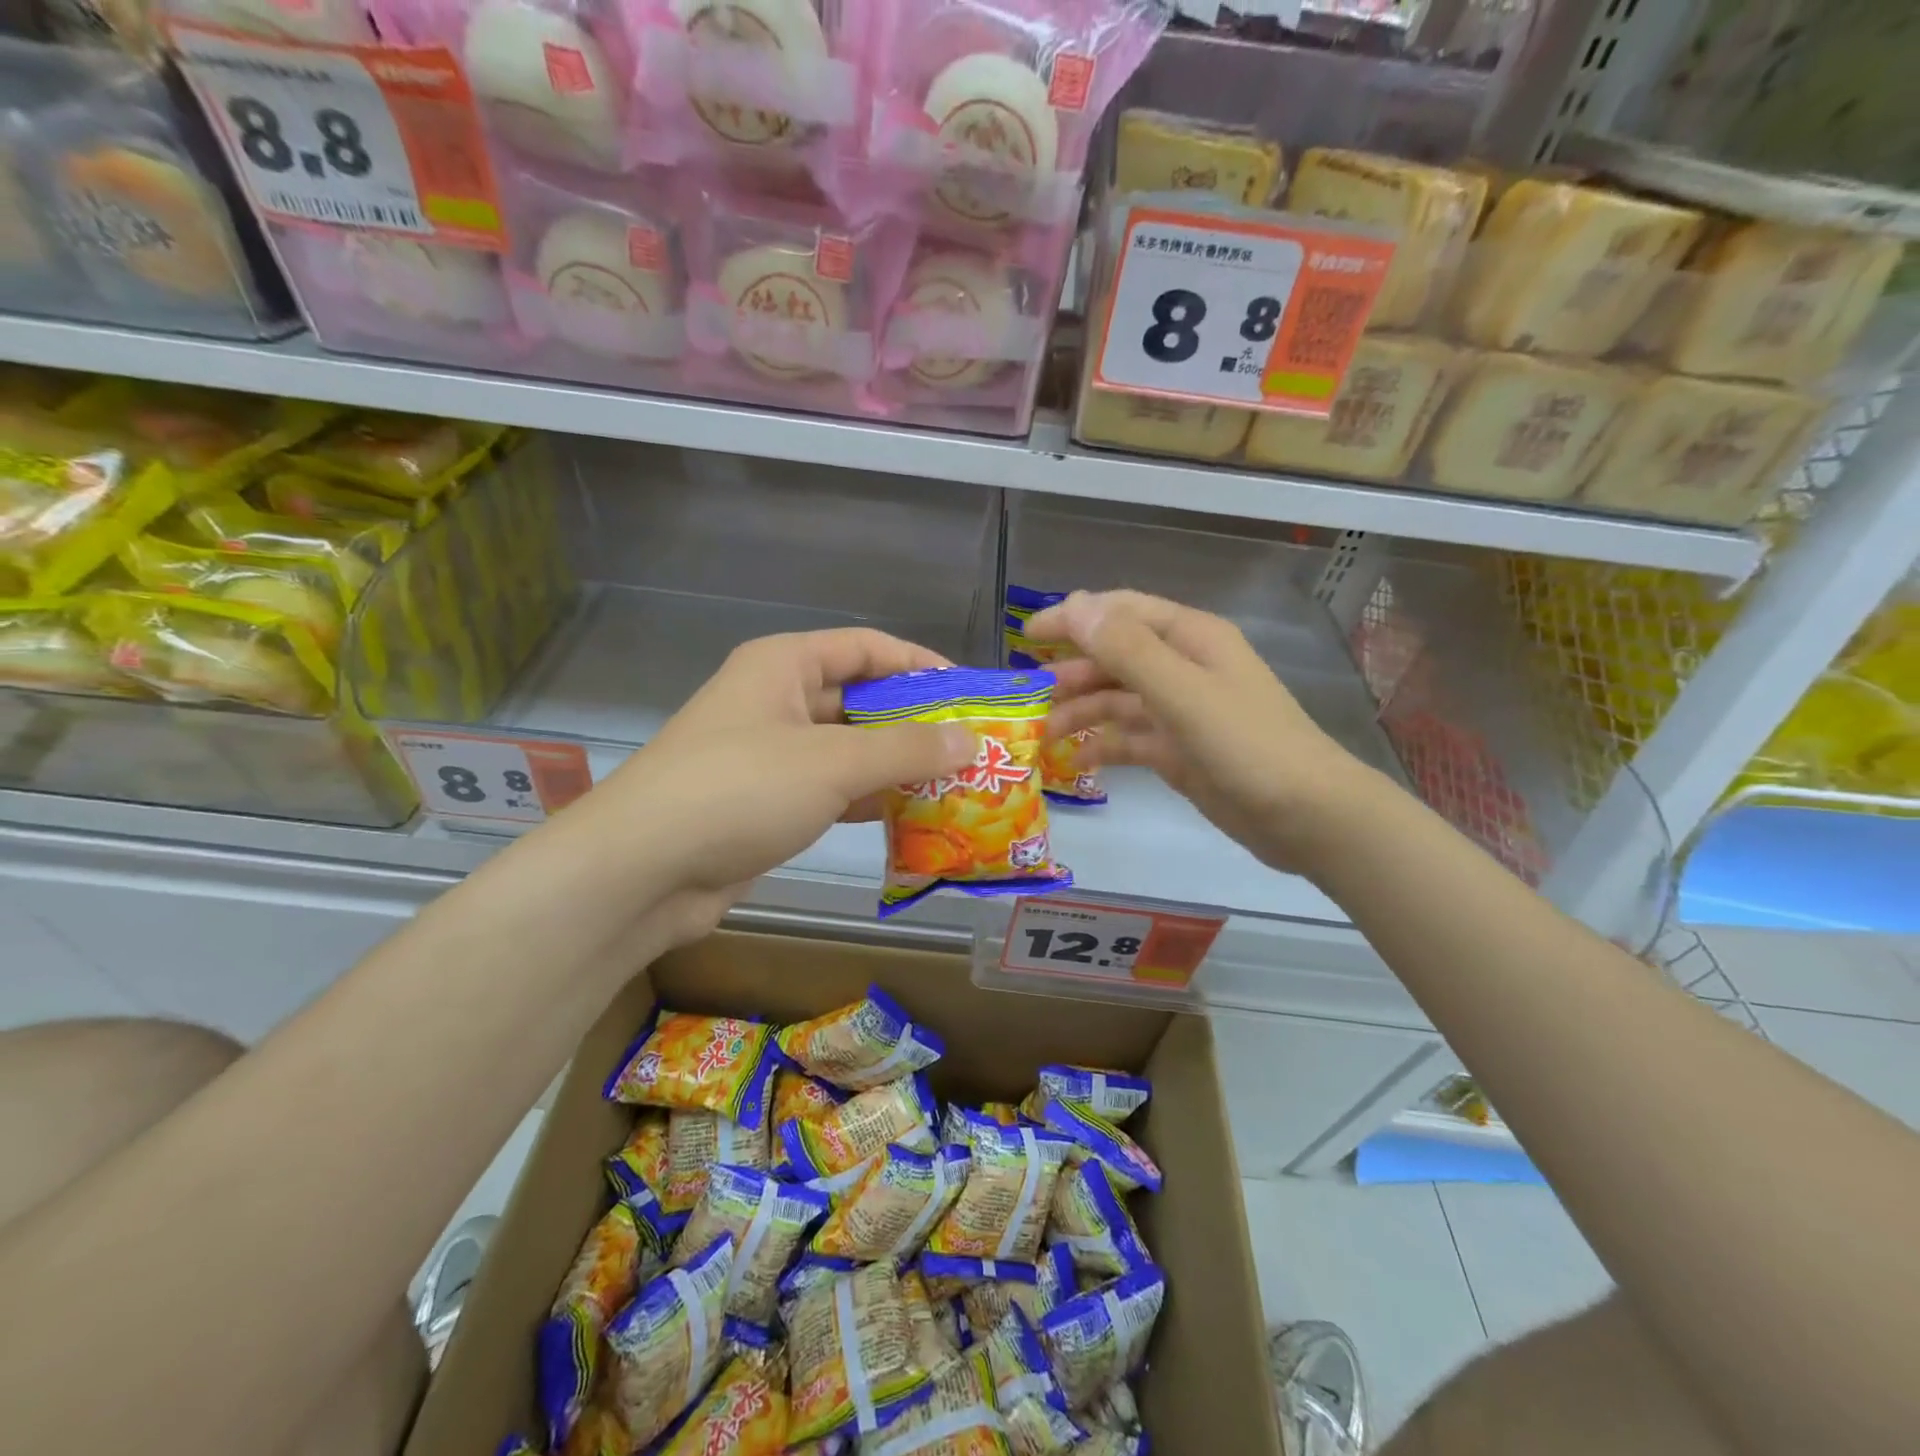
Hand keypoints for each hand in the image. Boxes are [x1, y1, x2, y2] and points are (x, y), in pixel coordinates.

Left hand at [563, 629, 975, 942]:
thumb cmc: (739, 790)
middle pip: (859, 698)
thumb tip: (969, 740)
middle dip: (914, 722)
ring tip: (956, 784)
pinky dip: (869, 800)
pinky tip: (913, 817)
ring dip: (896, 766)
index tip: (967, 693)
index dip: (918, 663)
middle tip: (970, 747)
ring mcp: (770, 755)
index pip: (865, 647)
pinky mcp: (767, 803)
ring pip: (848, 749)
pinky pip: (831, 790)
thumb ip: (906, 749)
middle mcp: (775, 701)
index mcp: (783, 665)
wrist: (643, 871)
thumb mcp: (833, 762)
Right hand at [1027, 590, 1368, 875]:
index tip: (1027, 635)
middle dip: (1071, 671)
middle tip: (1028, 695)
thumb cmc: (1248, 746)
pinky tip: (1076, 761)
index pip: (1121, 612)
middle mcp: (1184, 668)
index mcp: (1190, 639)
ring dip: (1080, 711)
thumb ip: (1128, 650)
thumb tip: (1075, 606)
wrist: (1308, 817)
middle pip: (1115, 657)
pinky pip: (1129, 738)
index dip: (1074, 618)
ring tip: (1043, 734)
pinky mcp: (1179, 750)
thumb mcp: (1184, 693)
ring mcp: (1181, 711)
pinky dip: (1102, 745)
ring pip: (1117, 699)